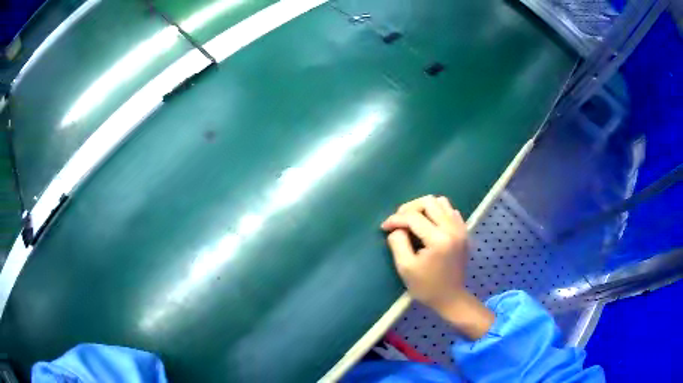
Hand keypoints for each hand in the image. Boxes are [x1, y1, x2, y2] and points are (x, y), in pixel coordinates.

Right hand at [381, 195, 493, 339]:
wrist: (451, 298)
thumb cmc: (426, 286)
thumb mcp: (405, 268)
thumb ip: (398, 243)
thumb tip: (396, 228)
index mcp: (438, 239)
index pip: (413, 217)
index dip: (396, 219)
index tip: (384, 227)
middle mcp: (452, 229)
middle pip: (429, 202)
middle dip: (410, 208)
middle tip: (399, 221)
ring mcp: (461, 229)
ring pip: (441, 202)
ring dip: (425, 208)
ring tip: (414, 220)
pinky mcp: (464, 232)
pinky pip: (450, 211)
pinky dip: (438, 212)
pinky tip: (430, 225)